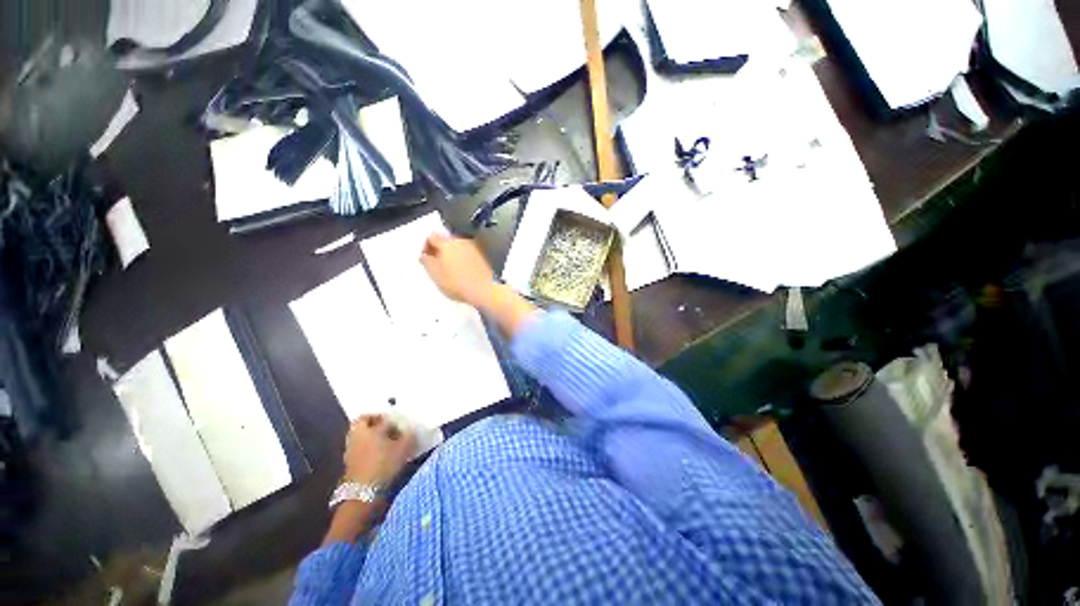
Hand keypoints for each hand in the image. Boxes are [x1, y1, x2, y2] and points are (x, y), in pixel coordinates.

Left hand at [342, 415, 415, 485]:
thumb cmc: (384, 464)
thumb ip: (408, 435)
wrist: (364, 494)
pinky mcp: (350, 464)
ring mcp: (350, 451)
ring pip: (361, 436)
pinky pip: (360, 449)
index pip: (377, 416)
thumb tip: (410, 430)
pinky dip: (369, 448)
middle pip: (363, 423)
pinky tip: (381, 455)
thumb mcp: (404, 447)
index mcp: (367, 428)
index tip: (397, 422)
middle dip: (375, 423)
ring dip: (372, 436)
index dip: (389, 417)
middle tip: (389, 427)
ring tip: (387, 442)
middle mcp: (356, 436)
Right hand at [419, 234, 494, 307]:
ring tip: (448, 270)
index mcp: (447, 242)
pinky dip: (461, 259)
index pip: (431, 237)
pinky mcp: (481, 256)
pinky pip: (466, 254)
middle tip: (435, 264)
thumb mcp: (435, 274)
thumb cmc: (459, 284)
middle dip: (438, 250)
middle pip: (445, 240)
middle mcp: (461, 241)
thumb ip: (426, 260)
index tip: (425, 257)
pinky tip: (460, 272)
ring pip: (456, 247)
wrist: (484, 290)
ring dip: (450, 255)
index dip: (425, 246)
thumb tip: (424, 255)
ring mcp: (473, 247)